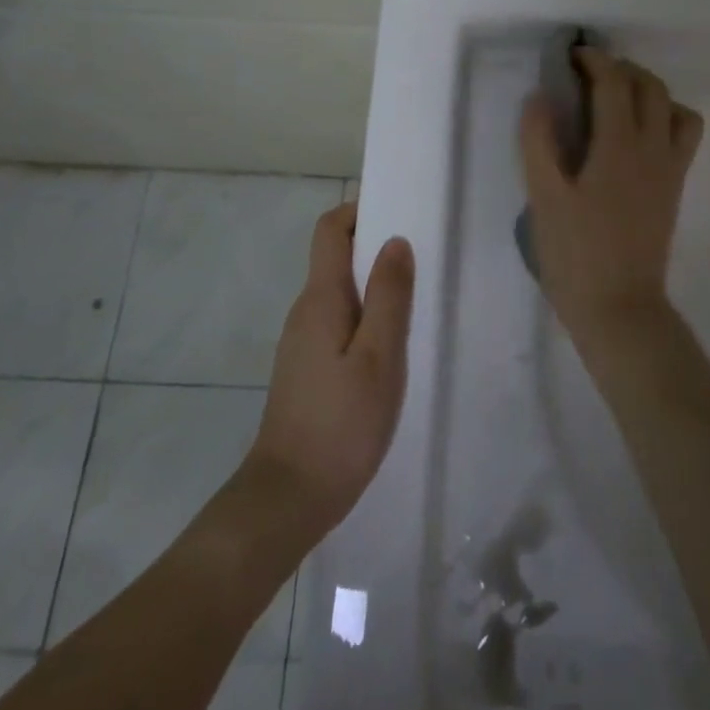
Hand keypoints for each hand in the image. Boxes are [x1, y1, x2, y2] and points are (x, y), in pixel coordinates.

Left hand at [247, 203, 414, 538]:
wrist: (288, 499)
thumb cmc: (340, 423)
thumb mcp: (379, 357)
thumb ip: (389, 296)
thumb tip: (396, 240)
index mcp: (321, 298)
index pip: (330, 229)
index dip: (360, 210)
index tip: (399, 213)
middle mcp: (306, 310)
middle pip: (337, 257)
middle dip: (376, 247)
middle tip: (421, 260)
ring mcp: (302, 341)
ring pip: (340, 292)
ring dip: (374, 285)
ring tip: (414, 303)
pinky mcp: (307, 368)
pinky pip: (338, 322)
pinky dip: (365, 317)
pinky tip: (391, 347)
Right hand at [518, 49, 703, 344]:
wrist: (620, 308)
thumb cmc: (575, 253)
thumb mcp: (544, 197)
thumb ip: (539, 141)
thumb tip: (540, 97)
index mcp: (619, 145)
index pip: (615, 82)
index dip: (595, 60)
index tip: (572, 56)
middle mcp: (653, 148)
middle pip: (650, 86)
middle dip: (622, 69)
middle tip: (589, 75)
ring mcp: (671, 169)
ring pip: (675, 107)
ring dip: (649, 91)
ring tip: (618, 101)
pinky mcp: (675, 188)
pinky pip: (684, 136)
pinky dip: (667, 118)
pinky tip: (637, 136)